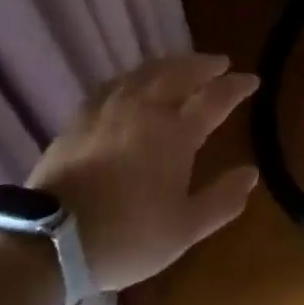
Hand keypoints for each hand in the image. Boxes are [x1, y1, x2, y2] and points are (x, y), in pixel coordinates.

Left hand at [27, 53, 258, 295]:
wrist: (51, 241)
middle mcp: (147, 108)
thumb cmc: (127, 236)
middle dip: (204, 65)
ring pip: (147, 72)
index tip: (252, 79)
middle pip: (181, 72)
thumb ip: (222, 199)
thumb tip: (252, 173)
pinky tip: (133, 81)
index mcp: (177, 132)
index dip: (237, 86)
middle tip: (220, 63)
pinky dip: (134, 76)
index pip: (215, 97)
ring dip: (171, 63)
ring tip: (182, 64)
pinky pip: (115, 83)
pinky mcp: (82, 116)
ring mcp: (111, 108)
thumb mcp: (184, 229)